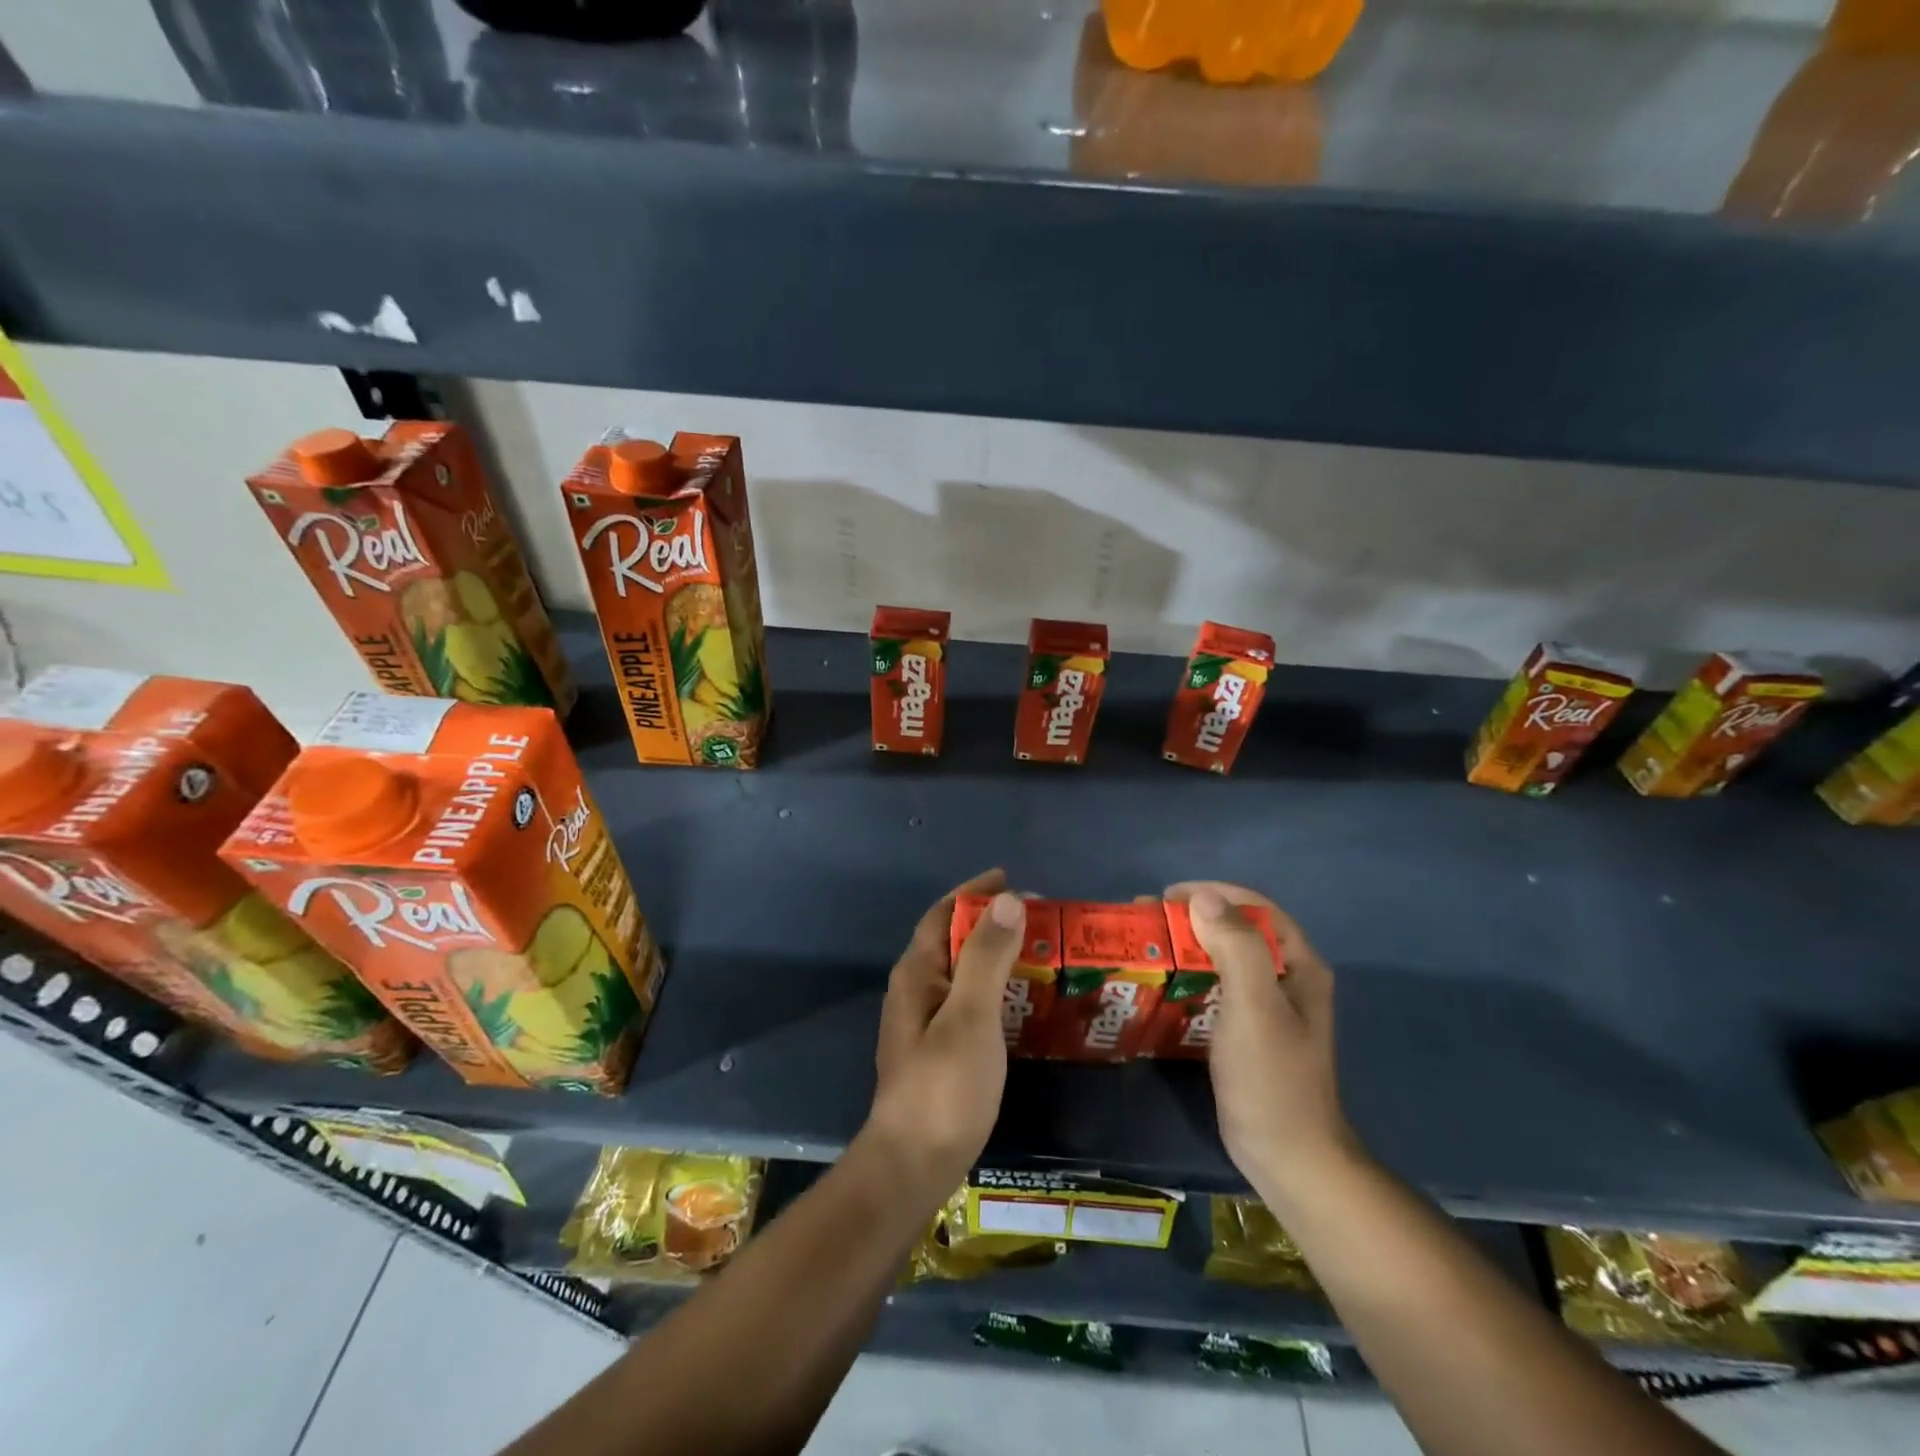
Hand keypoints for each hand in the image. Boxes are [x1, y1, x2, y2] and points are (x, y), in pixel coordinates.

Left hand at [864, 869, 1022, 1199]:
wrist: (913, 1165)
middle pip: (953, 940)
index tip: (1012, 880)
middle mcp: (916, 990)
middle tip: (1038, 919)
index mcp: (917, 973)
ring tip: (1038, 953)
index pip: (943, 913)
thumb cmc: (944, 1086)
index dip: (974, 893)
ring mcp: (924, 1022)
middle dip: (990, 923)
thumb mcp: (970, 1016)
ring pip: (962, 972)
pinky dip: (995, 989)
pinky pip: (969, 1001)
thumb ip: (987, 956)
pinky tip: (1022, 1003)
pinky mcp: (938, 1050)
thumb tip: (1007, 899)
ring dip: (995, 956)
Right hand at [1165, 881, 1355, 1206]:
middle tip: (1149, 920)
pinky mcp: (1249, 1030)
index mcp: (1299, 965)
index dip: (1214, 894)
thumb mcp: (1255, 1007)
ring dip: (1189, 945)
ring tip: (1149, 945)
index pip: (1257, 909)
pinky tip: (1164, 983)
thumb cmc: (1272, 1078)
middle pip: (1239, 930)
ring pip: (1226, 958)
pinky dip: (1191, 976)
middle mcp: (1288, 978)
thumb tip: (1203, 898)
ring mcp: (1269, 1007)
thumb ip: (1236, 948)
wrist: (1288, 1157)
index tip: (1168, 897)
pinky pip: (1218, 987)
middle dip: (1194, 917)